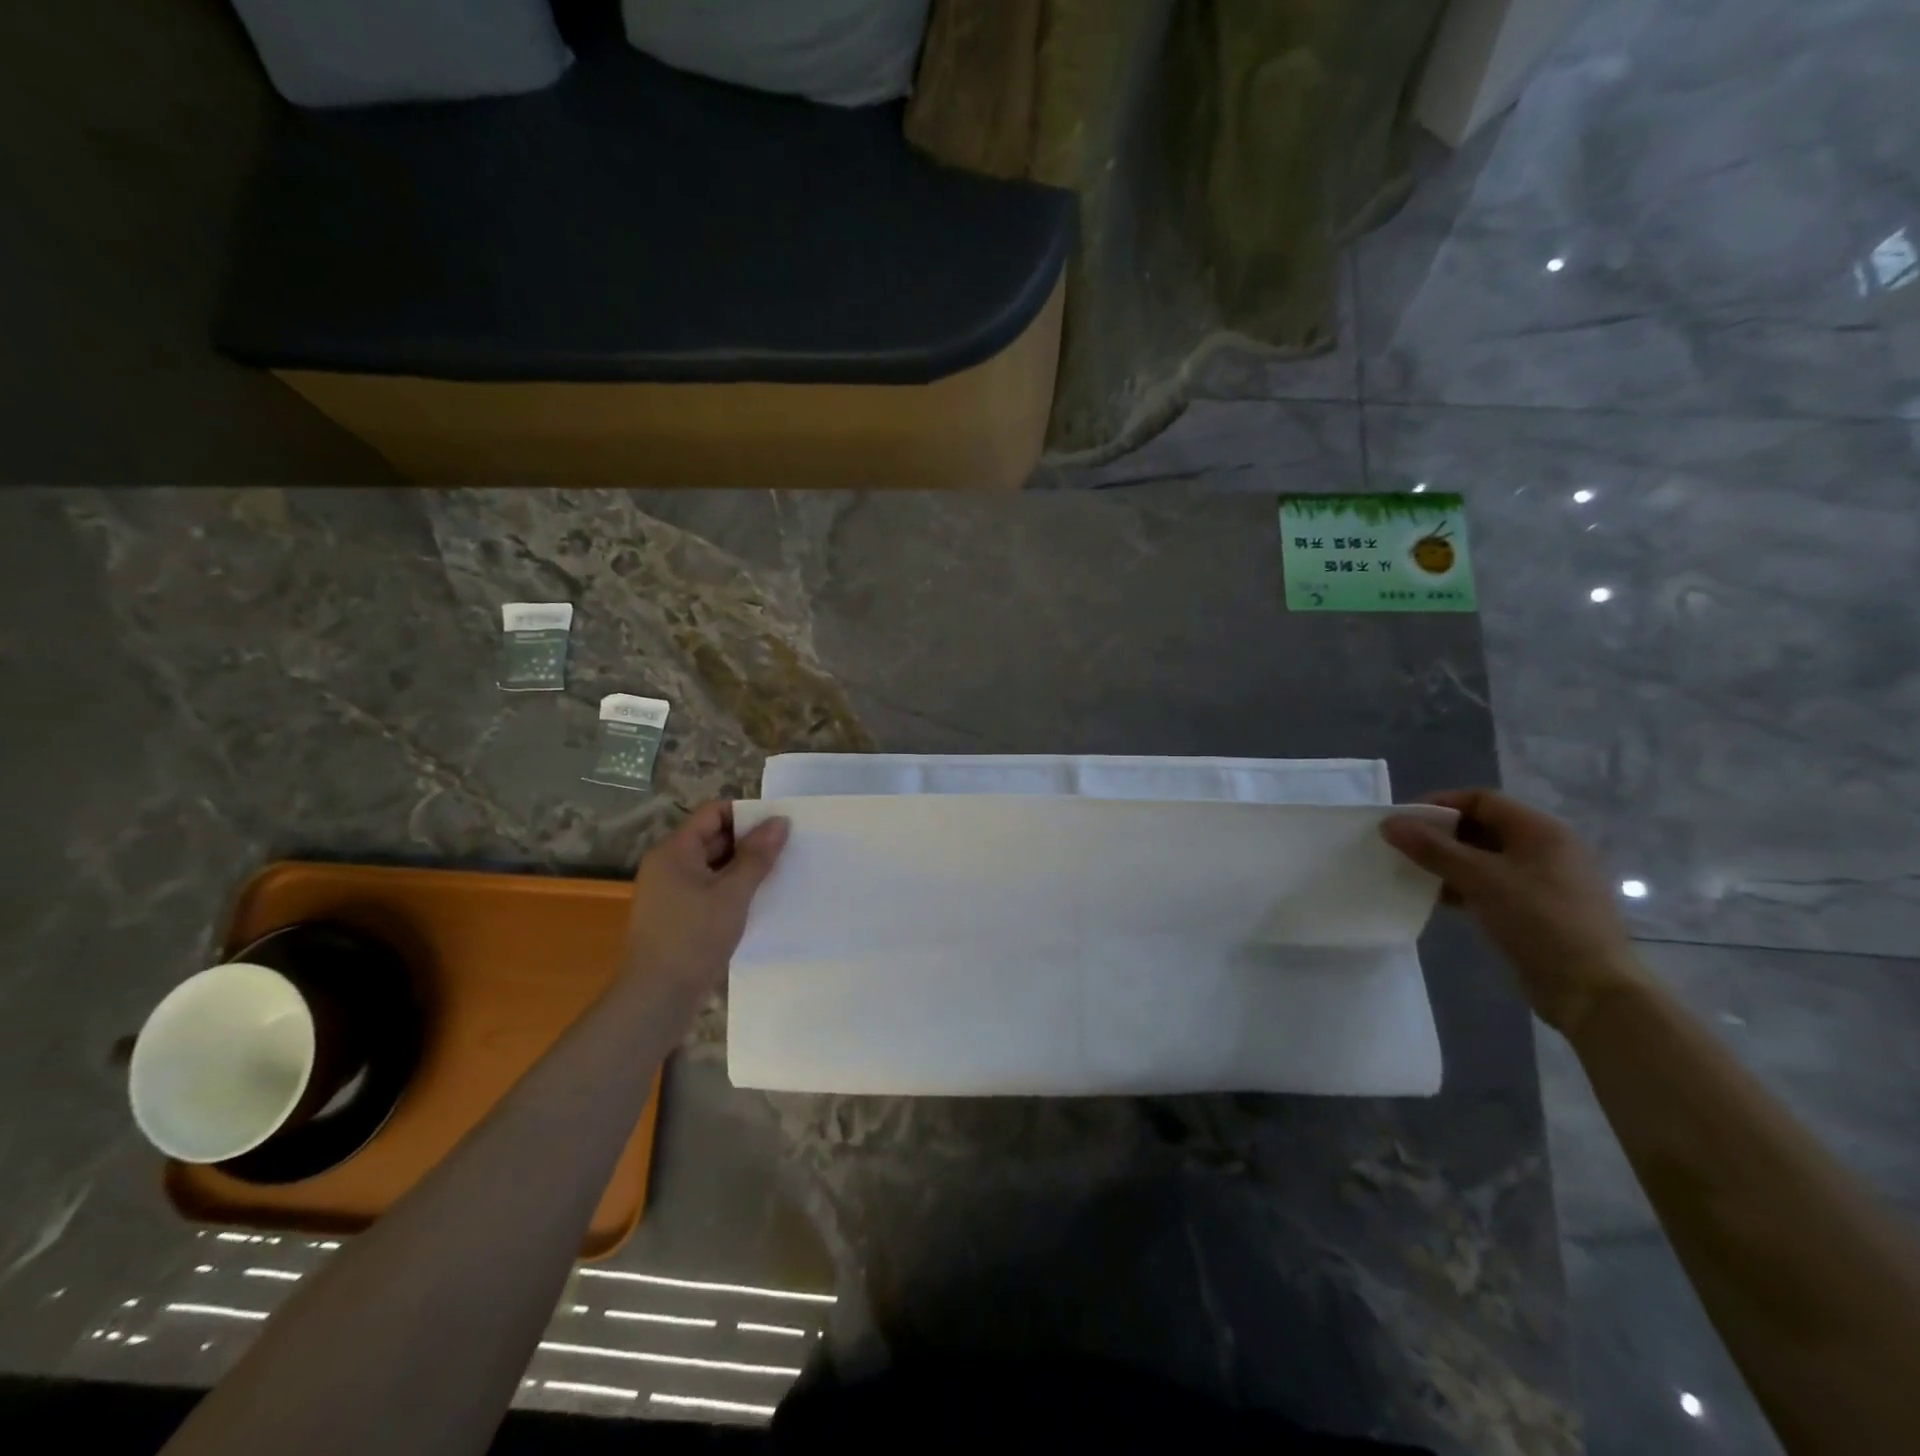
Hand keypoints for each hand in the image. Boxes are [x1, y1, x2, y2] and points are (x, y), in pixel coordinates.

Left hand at [620, 801, 788, 1011]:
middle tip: (787, 851)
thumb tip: (780, 821)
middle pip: (713, 837)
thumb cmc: (692, 938)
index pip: (713, 813)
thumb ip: (757, 856)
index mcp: (674, 851)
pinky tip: (758, 901)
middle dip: (749, 841)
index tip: (778, 828)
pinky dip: (732, 889)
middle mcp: (668, 865)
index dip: (747, 815)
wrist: (655, 999)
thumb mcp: (732, 894)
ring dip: (743, 867)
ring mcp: (671, 892)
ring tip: (779, 874)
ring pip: (713, 865)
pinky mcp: (678, 915)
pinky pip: (709, 889)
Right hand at [1381, 789, 1642, 1035]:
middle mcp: (1545, 848)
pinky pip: (1492, 884)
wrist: (1592, 990)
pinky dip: (1463, 885)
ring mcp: (1544, 880)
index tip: (1402, 821)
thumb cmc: (1539, 921)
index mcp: (1541, 831)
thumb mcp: (1481, 879)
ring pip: (1484, 858)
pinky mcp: (1537, 909)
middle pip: (1482, 827)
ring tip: (1414, 873)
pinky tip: (1439, 899)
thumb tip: (1389, 823)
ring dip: (1448, 862)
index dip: (1439, 804)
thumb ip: (1433, 848)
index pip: (1481, 800)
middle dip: (1440, 835)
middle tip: (1403, 848)